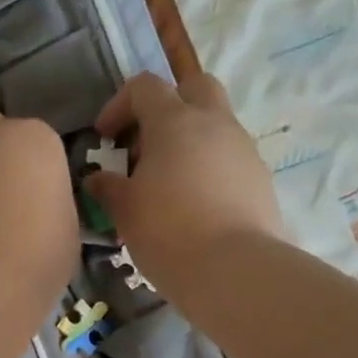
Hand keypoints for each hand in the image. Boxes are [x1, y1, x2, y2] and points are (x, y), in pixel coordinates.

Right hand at [85, 73, 285, 295]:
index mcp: (175, 120)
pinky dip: (209, 166)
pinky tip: (194, 202)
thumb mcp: (125, 210)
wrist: (235, 270)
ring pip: (216, 123)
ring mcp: (243, 148)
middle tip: (146, 141)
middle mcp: (214, 123)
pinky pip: (230, 156)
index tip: (106, 138)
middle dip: (167, 103)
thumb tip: (97, 179)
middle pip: (194, 86)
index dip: (119, 105)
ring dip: (189, 138)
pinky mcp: (260, 177)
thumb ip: (108, 187)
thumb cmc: (168, 231)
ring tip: (167, 180)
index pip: (144, 86)